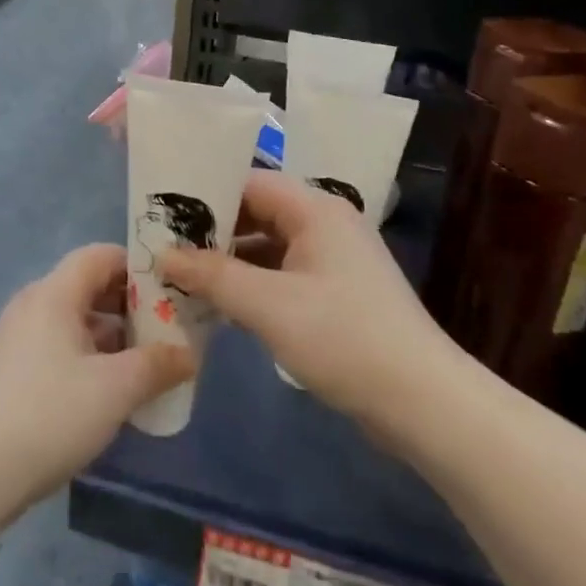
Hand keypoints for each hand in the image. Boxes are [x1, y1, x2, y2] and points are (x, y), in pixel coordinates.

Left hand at [0, 244, 194, 497]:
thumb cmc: (53, 413)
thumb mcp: (116, 388)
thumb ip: (157, 365)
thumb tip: (188, 355)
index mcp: (54, 294)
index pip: (99, 256)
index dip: (136, 266)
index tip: (169, 290)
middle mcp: (32, 305)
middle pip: (86, 286)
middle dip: (128, 305)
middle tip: (165, 328)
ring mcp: (16, 339)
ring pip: (73, 320)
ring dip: (110, 335)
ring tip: (145, 363)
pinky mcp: (10, 371)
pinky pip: (57, 346)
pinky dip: (87, 356)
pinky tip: (108, 390)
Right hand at [158, 171, 455, 428]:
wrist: (423, 402)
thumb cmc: (343, 338)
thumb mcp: (268, 305)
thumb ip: (212, 275)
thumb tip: (163, 254)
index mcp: (316, 210)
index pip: (249, 183)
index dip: (205, 195)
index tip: (163, 215)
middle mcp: (325, 225)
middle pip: (258, 213)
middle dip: (213, 232)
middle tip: (165, 249)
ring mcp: (333, 261)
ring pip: (268, 247)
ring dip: (229, 262)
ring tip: (182, 277)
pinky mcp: (336, 294)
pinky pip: (282, 275)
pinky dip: (251, 285)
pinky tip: (220, 305)